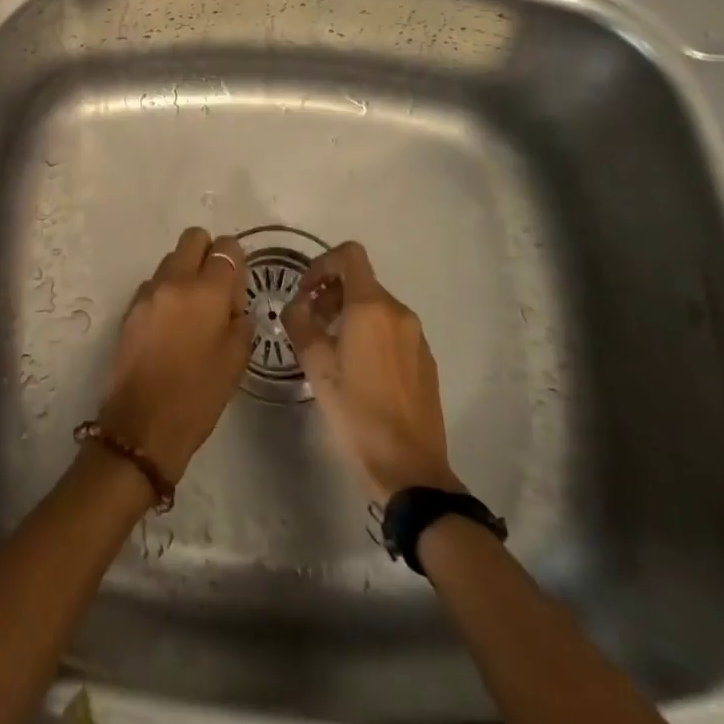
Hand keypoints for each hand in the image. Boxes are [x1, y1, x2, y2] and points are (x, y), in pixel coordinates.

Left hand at [95, 227, 252, 482]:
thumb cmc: (198, 396)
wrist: (142, 426)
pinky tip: (171, 327)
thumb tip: (233, 302)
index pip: (226, 248)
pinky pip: (154, 284)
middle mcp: (174, 281)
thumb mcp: (237, 360)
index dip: (236, 260)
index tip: (237, 287)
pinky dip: (166, 293)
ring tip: (192, 312)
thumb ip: (239, 319)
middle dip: (208, 253)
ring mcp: (147, 293)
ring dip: (185, 273)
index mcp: (206, 291)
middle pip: (193, 238)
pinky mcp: (130, 309)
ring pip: (171, 260)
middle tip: (215, 289)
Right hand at [282, 241, 464, 500]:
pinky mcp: (426, 359)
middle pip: (361, 281)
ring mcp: (416, 336)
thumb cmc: (357, 412)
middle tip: (310, 325)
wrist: (410, 468)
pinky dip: (370, 333)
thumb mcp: (316, 366)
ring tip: (330, 350)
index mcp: (371, 307)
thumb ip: (300, 324)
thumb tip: (297, 305)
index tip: (305, 291)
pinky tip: (358, 370)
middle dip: (330, 294)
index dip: (322, 263)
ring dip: (348, 314)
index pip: (349, 255)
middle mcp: (399, 312)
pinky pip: (392, 330)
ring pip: (376, 307)